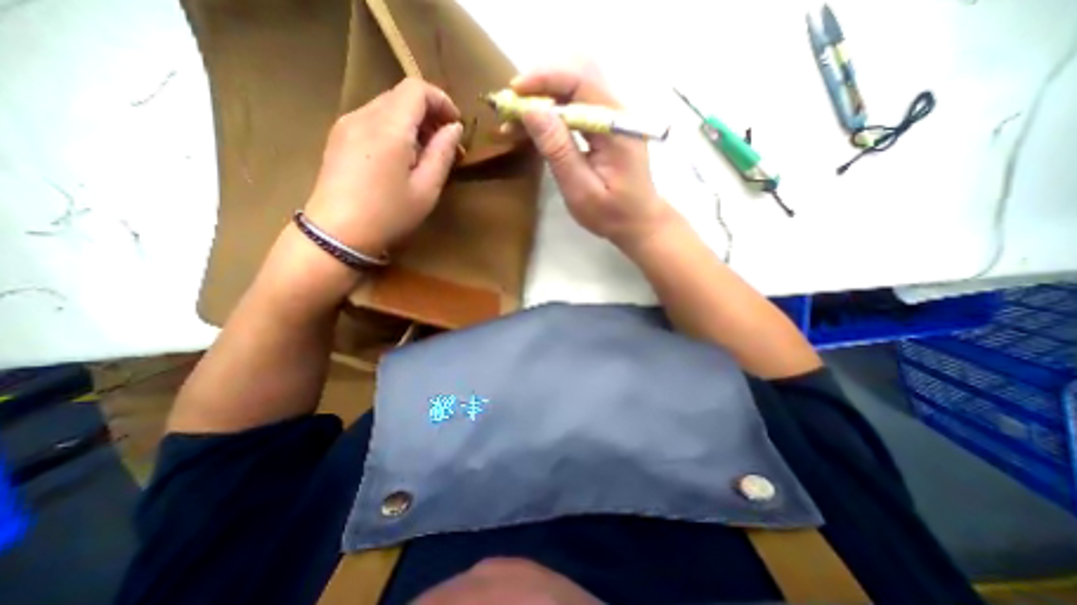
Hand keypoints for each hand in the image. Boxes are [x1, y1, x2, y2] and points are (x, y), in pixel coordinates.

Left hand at [301, 76, 461, 255]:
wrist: (338, 233)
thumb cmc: (390, 214)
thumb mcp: (427, 189)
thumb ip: (442, 153)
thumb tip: (454, 129)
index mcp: (389, 127)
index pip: (417, 89)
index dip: (441, 101)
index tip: (456, 125)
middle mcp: (364, 116)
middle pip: (401, 96)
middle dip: (429, 113)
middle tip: (445, 144)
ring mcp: (347, 124)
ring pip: (386, 107)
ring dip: (411, 122)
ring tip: (425, 153)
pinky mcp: (338, 137)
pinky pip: (372, 120)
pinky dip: (393, 129)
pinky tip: (401, 157)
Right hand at [513, 61, 671, 248]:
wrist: (638, 221)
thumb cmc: (611, 214)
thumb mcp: (581, 190)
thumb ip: (558, 151)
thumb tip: (531, 110)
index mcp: (616, 126)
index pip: (581, 80)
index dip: (544, 78)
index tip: (513, 93)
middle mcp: (617, 111)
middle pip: (579, 73)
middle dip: (541, 83)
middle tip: (513, 107)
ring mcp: (613, 117)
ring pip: (576, 86)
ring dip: (545, 95)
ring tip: (517, 120)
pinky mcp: (606, 126)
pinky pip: (578, 104)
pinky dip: (553, 111)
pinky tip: (535, 128)